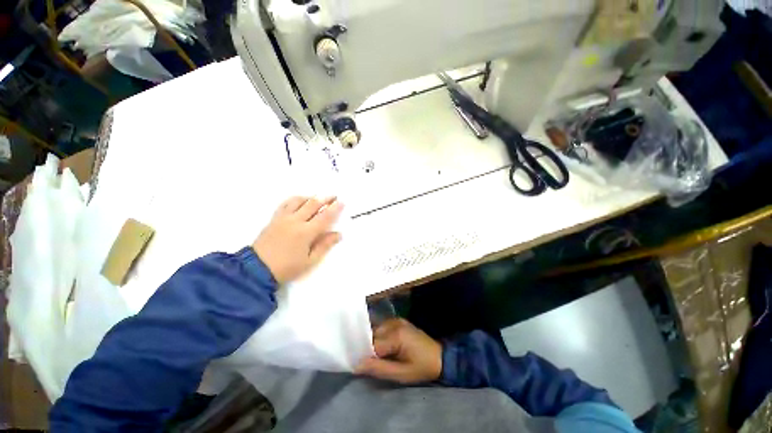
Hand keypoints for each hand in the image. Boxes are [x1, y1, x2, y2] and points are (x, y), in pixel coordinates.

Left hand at [253, 196, 342, 283]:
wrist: (257, 269)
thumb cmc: (287, 267)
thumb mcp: (309, 261)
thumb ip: (325, 245)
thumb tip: (338, 234)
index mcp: (306, 232)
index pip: (324, 217)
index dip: (335, 208)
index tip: (342, 202)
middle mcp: (295, 221)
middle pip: (313, 204)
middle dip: (325, 199)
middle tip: (334, 196)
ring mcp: (283, 218)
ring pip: (299, 201)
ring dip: (311, 197)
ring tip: (318, 198)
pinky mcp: (274, 218)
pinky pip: (286, 203)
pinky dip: (296, 199)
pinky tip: (300, 201)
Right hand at [355, 318, 442, 383]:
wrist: (440, 357)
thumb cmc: (421, 368)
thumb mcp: (401, 374)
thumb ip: (379, 369)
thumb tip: (357, 365)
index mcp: (396, 335)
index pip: (372, 344)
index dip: (365, 355)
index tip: (360, 365)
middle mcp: (394, 323)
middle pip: (373, 335)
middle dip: (368, 348)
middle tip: (369, 362)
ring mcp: (397, 320)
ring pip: (376, 330)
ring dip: (374, 342)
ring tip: (377, 355)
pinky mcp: (399, 321)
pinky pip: (383, 327)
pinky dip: (380, 336)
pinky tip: (384, 347)